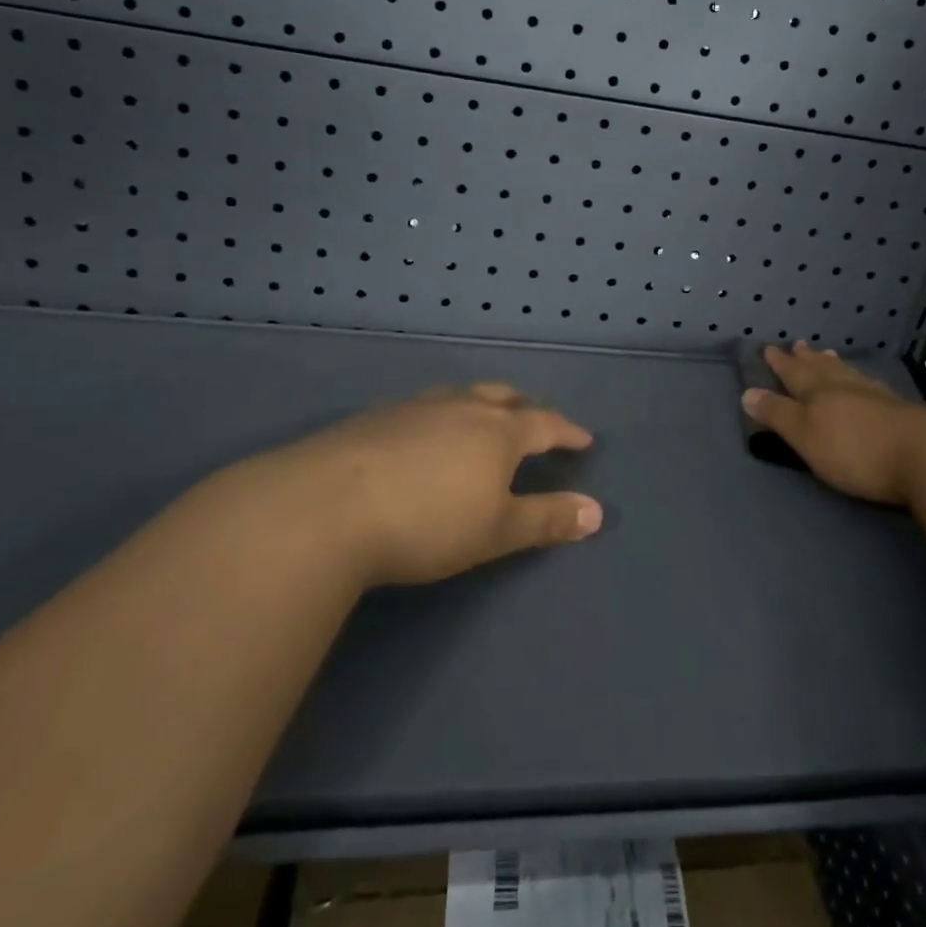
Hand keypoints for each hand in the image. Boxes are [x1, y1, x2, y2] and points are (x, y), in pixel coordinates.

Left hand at [256, 383, 601, 586]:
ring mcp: (415, 407)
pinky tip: (423, 432)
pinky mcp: (375, 416)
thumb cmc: (428, 522)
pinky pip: (422, 406)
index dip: (567, 432)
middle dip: (525, 407)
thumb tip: (597, 511)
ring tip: (482, 416)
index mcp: (497, 431)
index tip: (583, 438)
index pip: (544, 423)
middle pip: (502, 397)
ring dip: (480, 404)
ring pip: (460, 395)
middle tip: (535, 420)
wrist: (328, 506)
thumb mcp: (496, 531)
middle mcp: (461, 407)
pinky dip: (439, 414)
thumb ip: (547, 519)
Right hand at [741, 341, 925, 506]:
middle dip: (806, 359)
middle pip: (821, 368)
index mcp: (818, 392)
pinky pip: (870, 386)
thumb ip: (777, 414)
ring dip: (834, 365)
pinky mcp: (900, 411)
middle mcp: (845, 387)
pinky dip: (860, 380)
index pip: (793, 374)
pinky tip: (866, 382)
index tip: (769, 349)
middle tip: (798, 344)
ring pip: (847, 374)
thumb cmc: (854, 449)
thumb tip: (747, 392)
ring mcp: (876, 396)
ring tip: (828, 355)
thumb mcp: (805, 435)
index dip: (780, 363)